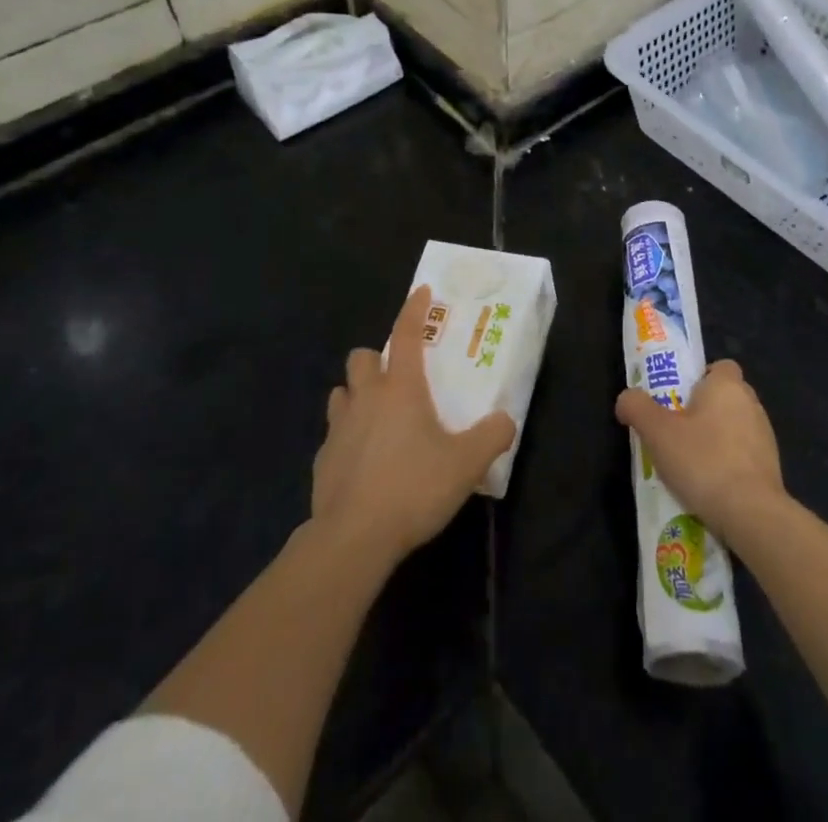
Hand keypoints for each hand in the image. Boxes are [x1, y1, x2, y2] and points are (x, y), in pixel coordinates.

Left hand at [312, 285, 515, 566]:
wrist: (354, 537)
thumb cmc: (414, 487)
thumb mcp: (467, 464)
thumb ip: (492, 436)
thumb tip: (505, 420)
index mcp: (401, 388)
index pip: (407, 333)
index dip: (415, 308)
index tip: (421, 291)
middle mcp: (366, 397)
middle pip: (362, 357)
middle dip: (377, 358)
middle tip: (398, 378)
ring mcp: (338, 427)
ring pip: (342, 392)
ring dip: (357, 394)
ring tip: (378, 416)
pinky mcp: (322, 459)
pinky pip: (334, 433)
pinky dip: (348, 436)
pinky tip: (363, 460)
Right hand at [615, 359, 785, 546]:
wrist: (752, 514)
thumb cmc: (703, 461)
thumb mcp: (657, 432)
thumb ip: (637, 407)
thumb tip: (626, 399)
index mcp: (727, 386)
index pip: (720, 366)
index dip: (699, 378)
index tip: (679, 399)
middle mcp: (751, 404)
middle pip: (725, 396)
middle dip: (704, 410)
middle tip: (676, 431)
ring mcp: (766, 436)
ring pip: (736, 427)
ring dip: (717, 439)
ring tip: (690, 464)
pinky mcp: (772, 468)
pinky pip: (744, 456)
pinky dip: (729, 464)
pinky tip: (710, 486)